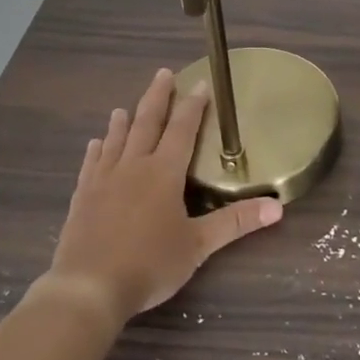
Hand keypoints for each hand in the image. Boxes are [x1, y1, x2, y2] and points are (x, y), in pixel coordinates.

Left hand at [44, 68, 283, 323]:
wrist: (89, 286)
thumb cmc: (150, 263)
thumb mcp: (198, 246)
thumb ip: (235, 223)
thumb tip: (277, 208)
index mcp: (163, 173)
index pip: (183, 130)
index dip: (193, 106)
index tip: (200, 84)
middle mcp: (133, 166)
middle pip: (147, 123)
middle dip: (157, 97)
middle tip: (162, 73)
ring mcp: (103, 180)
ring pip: (116, 140)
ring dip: (123, 121)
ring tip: (124, 107)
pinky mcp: (82, 196)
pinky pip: (91, 165)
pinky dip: (97, 151)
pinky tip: (95, 144)